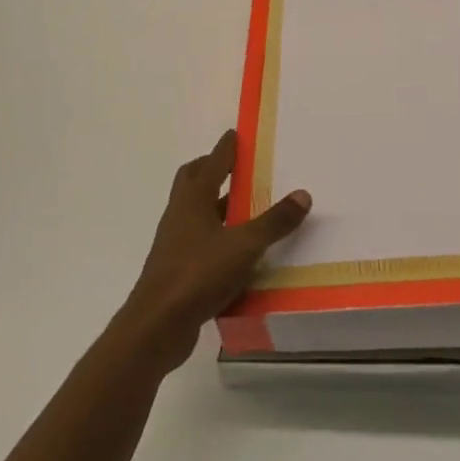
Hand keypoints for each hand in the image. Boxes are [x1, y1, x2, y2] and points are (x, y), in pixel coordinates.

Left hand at [118, 131, 311, 373]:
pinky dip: (216, 237)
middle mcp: (180, 215)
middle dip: (212, 170)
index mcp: (192, 200)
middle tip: (236, 166)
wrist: (156, 326)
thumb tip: (302, 194)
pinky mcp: (176, 270)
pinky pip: (199, 242)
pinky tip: (236, 251)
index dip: (225, 148)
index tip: (236, 134)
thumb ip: (273, 222)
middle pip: (192, 181)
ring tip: (244, 206)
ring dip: (215, 204)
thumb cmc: (198, 274)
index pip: (211, 163)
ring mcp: (175, 243)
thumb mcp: (244, 246)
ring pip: (195, 213)